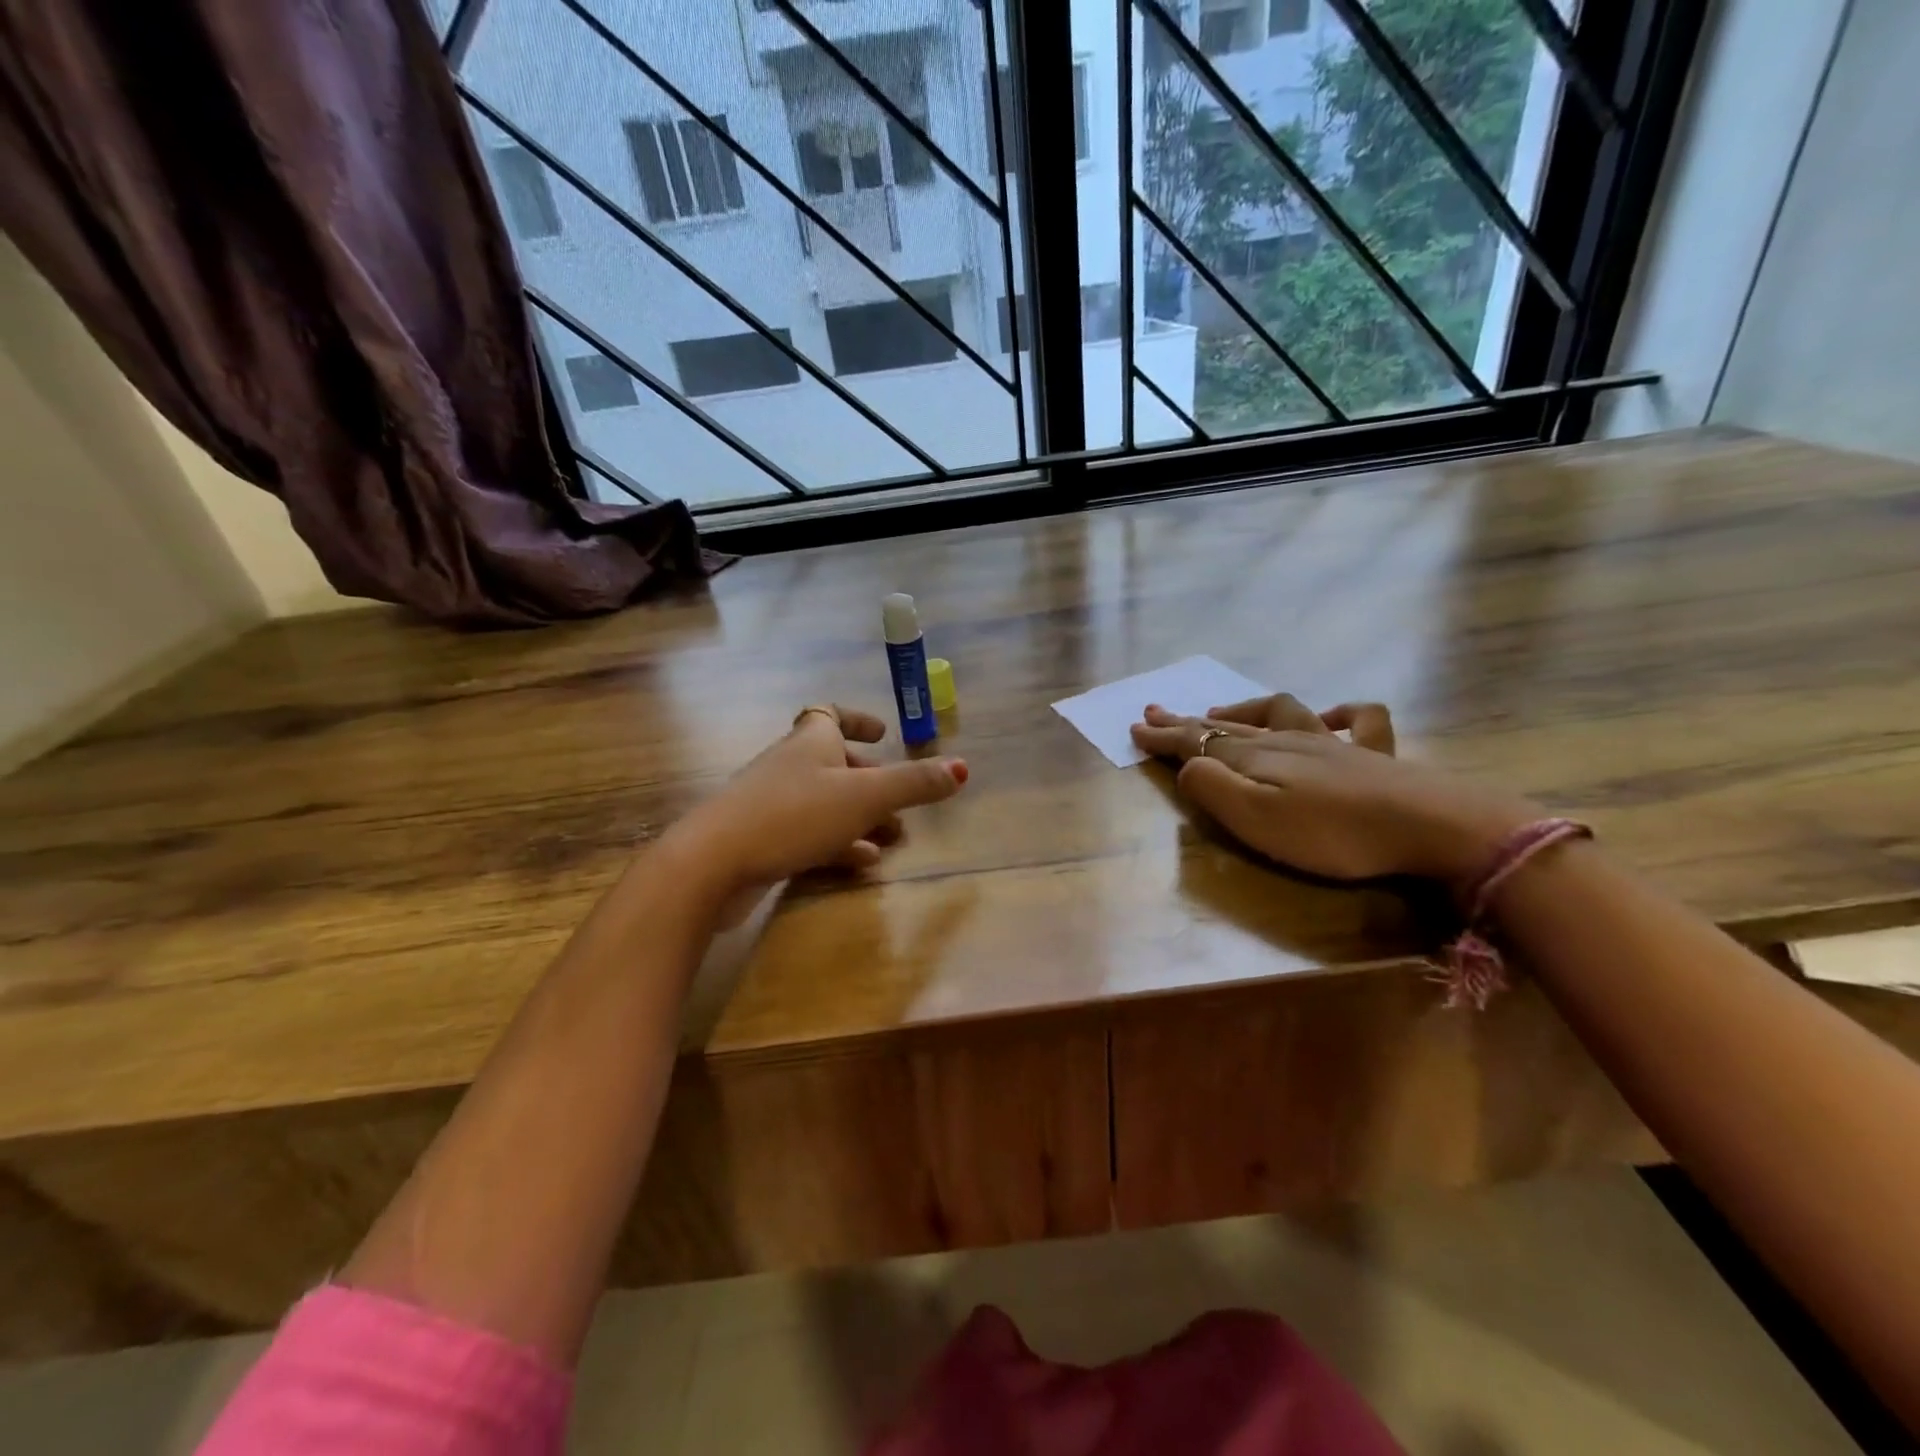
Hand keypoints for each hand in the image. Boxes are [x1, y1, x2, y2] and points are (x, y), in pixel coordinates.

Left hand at [666, 705, 967, 910]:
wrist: (712, 863)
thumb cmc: (792, 815)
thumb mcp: (863, 797)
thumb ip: (912, 783)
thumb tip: (961, 767)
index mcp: (808, 743)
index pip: (829, 714)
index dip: (857, 719)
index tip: (883, 732)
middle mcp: (788, 766)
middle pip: (833, 763)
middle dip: (870, 781)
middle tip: (900, 802)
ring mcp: (771, 804)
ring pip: (825, 803)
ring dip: (859, 818)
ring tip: (892, 838)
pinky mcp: (761, 841)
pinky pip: (809, 834)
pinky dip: (838, 844)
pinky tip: (861, 863)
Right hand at [1130, 697, 1535, 890]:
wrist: (1429, 826)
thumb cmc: (1332, 833)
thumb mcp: (1256, 820)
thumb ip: (1213, 789)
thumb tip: (1188, 767)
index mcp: (1254, 759)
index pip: (1196, 744)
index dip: (1163, 738)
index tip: (1133, 730)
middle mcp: (1285, 742)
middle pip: (1226, 725)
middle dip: (1186, 721)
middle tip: (1154, 713)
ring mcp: (1330, 743)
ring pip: (1275, 713)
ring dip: (1241, 708)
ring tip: (1217, 710)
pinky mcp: (1371, 755)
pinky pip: (1354, 719)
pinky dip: (1336, 713)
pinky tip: (1327, 716)